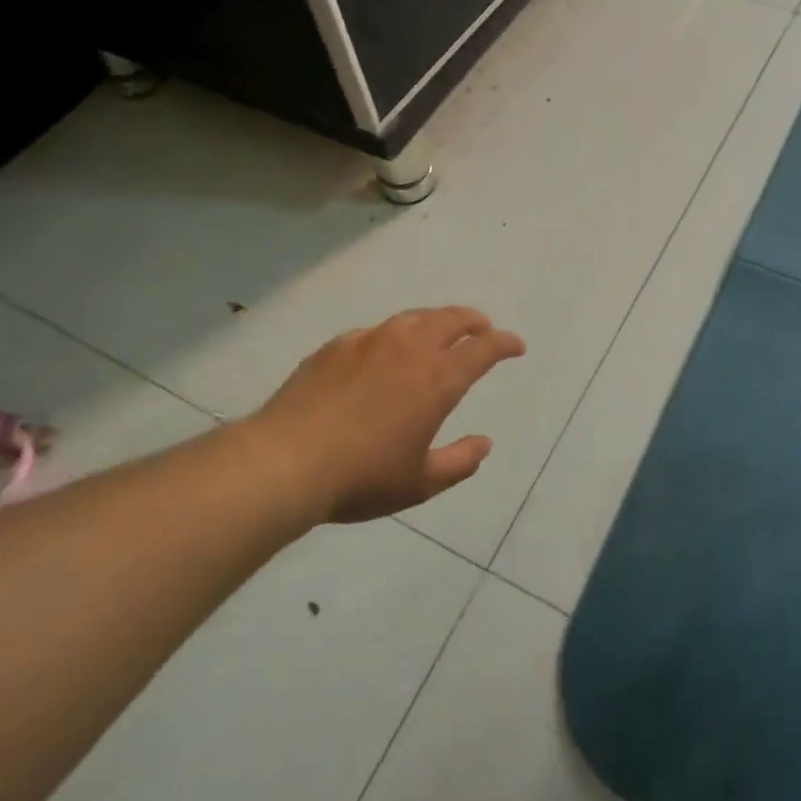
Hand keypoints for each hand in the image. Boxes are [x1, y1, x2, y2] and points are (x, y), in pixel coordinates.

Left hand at [245, 307, 525, 523]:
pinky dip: (396, 334)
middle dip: (474, 321)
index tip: (516, 346)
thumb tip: (485, 443)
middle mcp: (408, 349)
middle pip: (451, 319)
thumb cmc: (361, 477)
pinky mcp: (336, 346)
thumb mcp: (421, 483)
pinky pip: (376, 331)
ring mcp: (369, 342)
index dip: (505, 343)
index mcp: (437, 379)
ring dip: (437, 320)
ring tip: (441, 331)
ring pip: (414, 317)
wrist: (285, 461)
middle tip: (483, 328)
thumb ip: (460, 462)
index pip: (483, 349)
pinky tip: (386, 350)